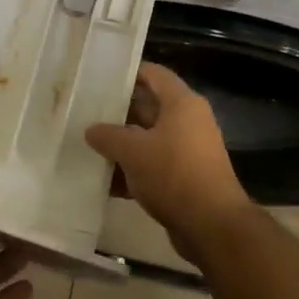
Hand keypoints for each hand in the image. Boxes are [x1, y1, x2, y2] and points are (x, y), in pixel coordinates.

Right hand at [85, 63, 253, 261]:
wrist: (212, 226)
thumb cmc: (174, 174)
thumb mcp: (133, 152)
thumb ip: (108, 136)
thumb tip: (91, 130)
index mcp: (182, 104)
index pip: (153, 74)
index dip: (128, 72)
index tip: (100, 77)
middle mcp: (188, 122)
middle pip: (149, 107)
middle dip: (118, 112)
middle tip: (86, 113)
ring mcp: (188, 151)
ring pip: (148, 139)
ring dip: (122, 145)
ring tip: (88, 146)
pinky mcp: (184, 178)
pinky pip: (153, 166)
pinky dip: (132, 171)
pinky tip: (104, 182)